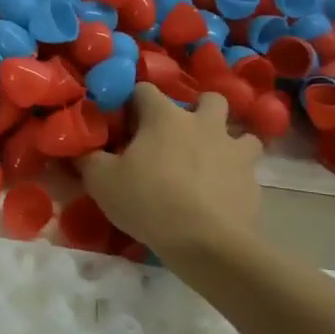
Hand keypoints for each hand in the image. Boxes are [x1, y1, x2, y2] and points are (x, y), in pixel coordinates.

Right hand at [81, 83, 263, 258]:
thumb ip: (88, 159)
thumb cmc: (149, 202)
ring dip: (226, 142)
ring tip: (210, 162)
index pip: (144, 90)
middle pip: (209, 98)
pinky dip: (235, 176)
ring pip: (241, 133)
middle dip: (197, 110)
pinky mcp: (253, 181)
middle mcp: (204, 123)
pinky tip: (220, 195)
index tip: (123, 124)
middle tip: (179, 136)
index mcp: (165, 117)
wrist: (207, 243)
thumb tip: (81, 149)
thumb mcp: (102, 181)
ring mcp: (235, 151)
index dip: (132, 103)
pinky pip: (247, 169)